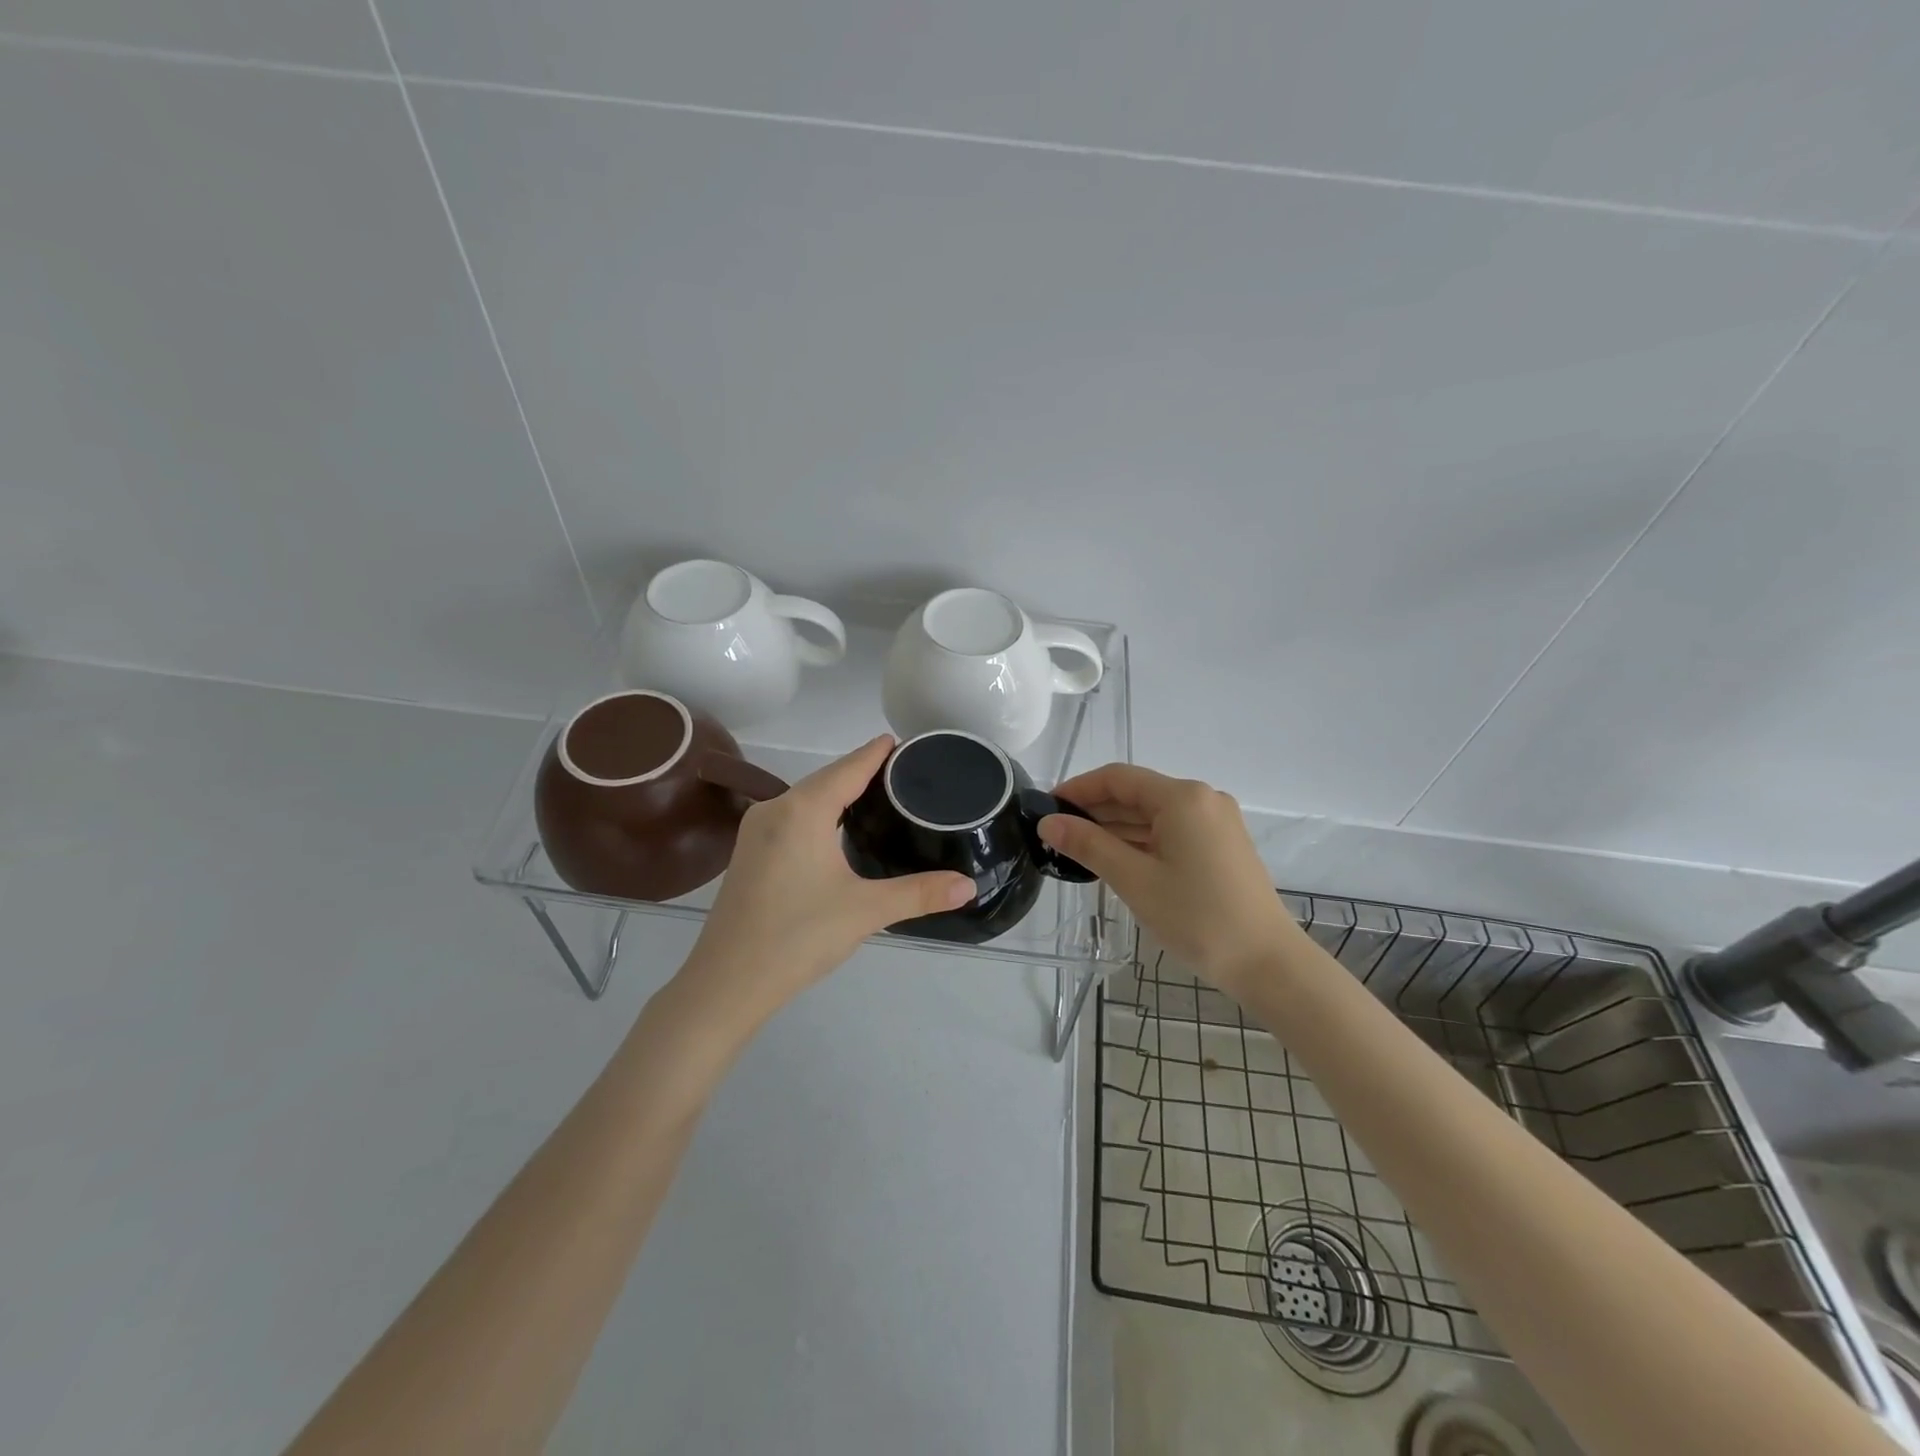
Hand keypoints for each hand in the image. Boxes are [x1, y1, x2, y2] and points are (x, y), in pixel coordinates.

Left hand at [681, 736, 974, 1025]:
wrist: (727, 983)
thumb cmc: (798, 937)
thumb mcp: (866, 911)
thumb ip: (920, 894)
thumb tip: (970, 886)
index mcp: (803, 810)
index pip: (849, 768)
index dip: (875, 753)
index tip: (900, 740)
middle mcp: (775, 809)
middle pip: (826, 779)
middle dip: (861, 771)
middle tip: (902, 773)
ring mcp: (756, 831)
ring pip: (805, 798)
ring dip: (838, 793)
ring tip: (876, 796)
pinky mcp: (747, 852)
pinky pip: (791, 817)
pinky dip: (818, 812)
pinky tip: (835, 828)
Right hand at [1038, 764, 1299, 995]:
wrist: (1268, 963)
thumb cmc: (1198, 918)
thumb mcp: (1135, 880)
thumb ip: (1089, 845)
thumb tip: (1048, 822)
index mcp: (1183, 797)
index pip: (1118, 778)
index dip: (1078, 789)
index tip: (1046, 807)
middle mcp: (1202, 799)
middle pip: (1136, 793)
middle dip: (1094, 810)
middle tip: (1055, 834)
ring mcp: (1215, 823)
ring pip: (1153, 815)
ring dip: (1115, 828)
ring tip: (1077, 850)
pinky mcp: (1221, 846)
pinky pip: (1170, 831)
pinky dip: (1140, 841)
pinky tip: (1115, 859)